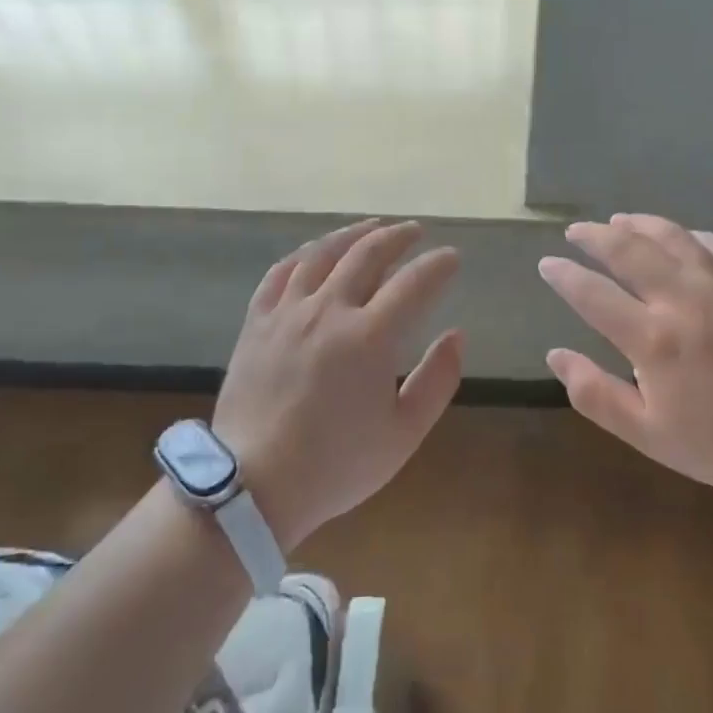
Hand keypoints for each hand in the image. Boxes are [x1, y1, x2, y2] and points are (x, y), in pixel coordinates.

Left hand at [214, 219, 462, 547]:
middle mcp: (329, 310)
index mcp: (370, 337)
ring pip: (323, 253)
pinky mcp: (257, 321)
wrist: (254, 485)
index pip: (415, 282)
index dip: (438, 265)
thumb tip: (457, 335)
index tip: (452, 257)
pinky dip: (305, 254)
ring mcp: (288, 312)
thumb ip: (438, 380)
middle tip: (415, 232)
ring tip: (372, 227)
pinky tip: (316, 251)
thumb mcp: (404, 434)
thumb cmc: (337, 464)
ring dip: (353, 234)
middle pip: (368, 253)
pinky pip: (281, 271)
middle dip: (398, 237)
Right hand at [538, 214, 712, 512]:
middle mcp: (683, 300)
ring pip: (672, 238)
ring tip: (619, 220)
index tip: (547, 264)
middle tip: (576, 231)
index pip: (593, 294)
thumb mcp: (650, 436)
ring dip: (640, 224)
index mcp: (653, 339)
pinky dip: (690, 236)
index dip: (565, 276)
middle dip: (595, 236)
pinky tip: (683, 237)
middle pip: (629, 251)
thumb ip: (596, 395)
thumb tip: (556, 355)